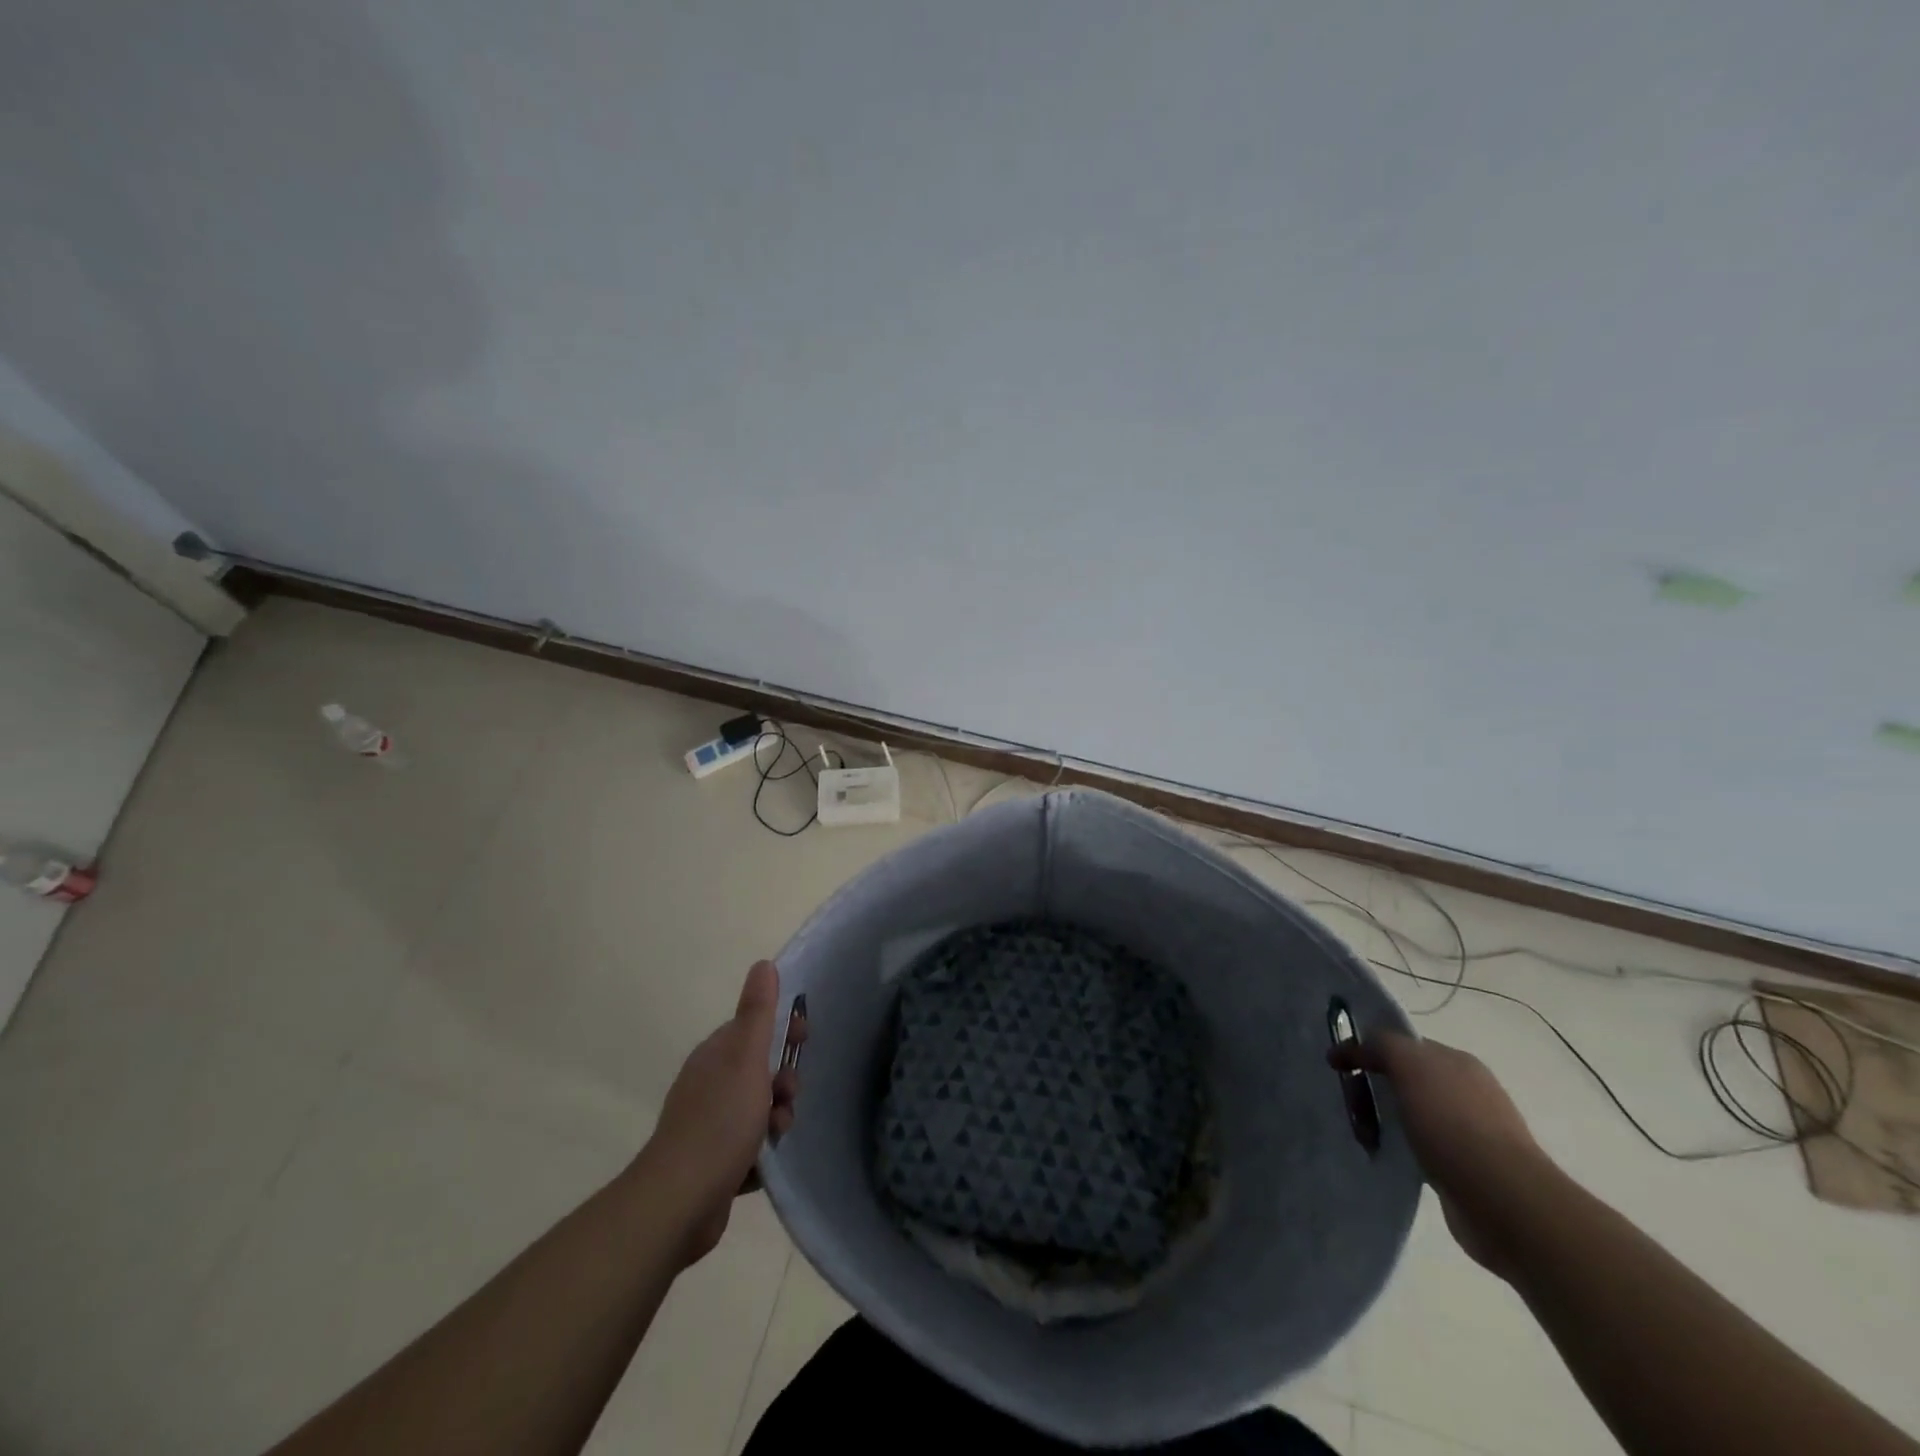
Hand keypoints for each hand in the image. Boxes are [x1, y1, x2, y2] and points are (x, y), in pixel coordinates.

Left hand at [640, 960, 802, 1264]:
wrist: (679, 1202)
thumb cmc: (720, 1121)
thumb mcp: (746, 1058)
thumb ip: (757, 1012)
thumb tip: (763, 963)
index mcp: (715, 1055)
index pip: (754, 1028)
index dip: (782, 1030)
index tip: (804, 1039)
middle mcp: (708, 1084)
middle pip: (759, 1071)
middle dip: (782, 1082)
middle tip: (788, 1096)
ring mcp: (707, 1126)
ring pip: (758, 1111)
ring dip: (775, 1120)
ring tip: (776, 1135)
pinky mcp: (711, 1164)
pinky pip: (748, 1147)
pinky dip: (760, 1152)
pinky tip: (763, 1164)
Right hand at [1330, 1031, 1550, 1275]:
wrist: (1503, 1200)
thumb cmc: (1452, 1122)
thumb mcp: (1408, 1064)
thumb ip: (1380, 1044)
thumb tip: (1354, 1047)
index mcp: (1457, 1061)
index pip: (1403, 1045)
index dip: (1368, 1051)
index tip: (1338, 1067)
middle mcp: (1467, 1091)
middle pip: (1405, 1080)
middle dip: (1373, 1090)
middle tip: (1351, 1108)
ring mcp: (1472, 1132)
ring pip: (1411, 1115)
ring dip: (1385, 1124)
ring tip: (1366, 1139)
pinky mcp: (1468, 1169)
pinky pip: (1422, 1149)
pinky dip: (1402, 1151)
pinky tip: (1391, 1159)